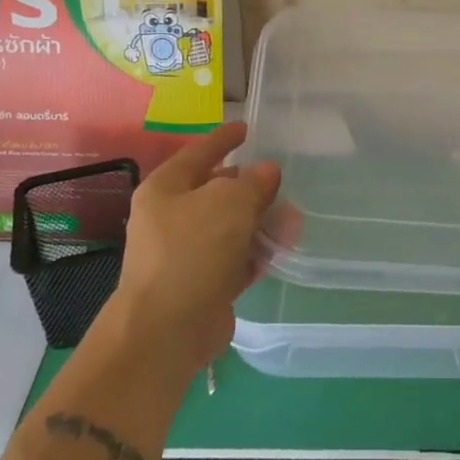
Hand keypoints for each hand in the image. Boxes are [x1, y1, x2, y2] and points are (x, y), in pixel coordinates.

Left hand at [109, 122, 280, 375]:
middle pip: (216, 192)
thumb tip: (266, 171)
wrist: (167, 330)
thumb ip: (253, 183)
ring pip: (230, 227)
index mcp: (165, 189)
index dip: (224, 139)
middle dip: (251, 187)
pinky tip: (283, 248)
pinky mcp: (202, 284)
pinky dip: (257, 251)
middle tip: (281, 181)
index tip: (247, 128)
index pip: (199, 152)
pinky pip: (235, 258)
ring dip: (260, 221)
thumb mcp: (229, 203)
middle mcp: (171, 218)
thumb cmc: (192, 251)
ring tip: (293, 218)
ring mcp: (185, 254)